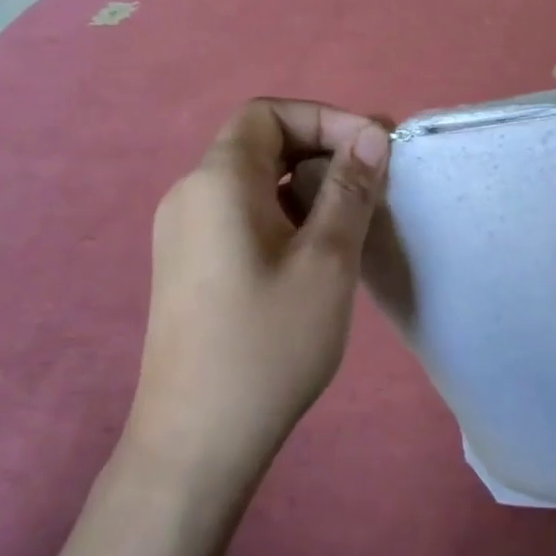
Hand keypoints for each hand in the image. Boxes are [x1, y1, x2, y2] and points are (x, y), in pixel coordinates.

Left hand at [127, 99, 389, 491]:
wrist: (196, 442)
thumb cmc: (268, 344)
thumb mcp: (326, 261)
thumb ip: (350, 189)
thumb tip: (371, 135)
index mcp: (217, 182)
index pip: (268, 113)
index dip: (325, 118)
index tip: (373, 151)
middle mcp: (190, 195)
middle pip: (259, 143)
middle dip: (321, 149)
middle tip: (373, 182)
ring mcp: (182, 233)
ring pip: (252, 181)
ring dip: (305, 184)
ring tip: (350, 220)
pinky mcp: (187, 266)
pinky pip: (240, 214)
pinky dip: (282, 213)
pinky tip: (313, 254)